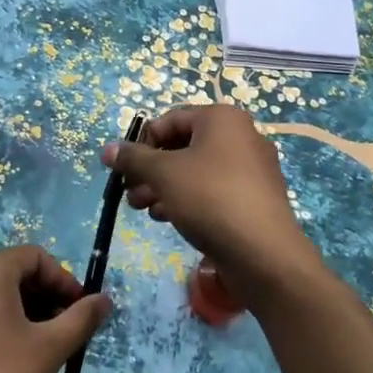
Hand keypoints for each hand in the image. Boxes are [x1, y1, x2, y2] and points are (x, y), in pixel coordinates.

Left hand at [0, 245, 111, 372]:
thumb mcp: (48, 349)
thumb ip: (81, 319)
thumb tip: (105, 300)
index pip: (36, 257)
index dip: (64, 281)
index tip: (82, 313)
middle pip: (16, 272)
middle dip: (48, 298)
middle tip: (69, 333)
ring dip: (29, 312)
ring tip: (48, 349)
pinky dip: (4, 324)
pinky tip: (17, 358)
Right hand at [104, 105, 326, 313]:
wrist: (264, 254)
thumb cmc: (210, 198)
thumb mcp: (163, 174)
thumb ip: (133, 159)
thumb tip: (108, 149)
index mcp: (222, 119)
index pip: (170, 119)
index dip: (141, 142)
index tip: (123, 169)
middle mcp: (240, 136)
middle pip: (182, 145)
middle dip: (150, 169)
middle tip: (128, 193)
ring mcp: (251, 168)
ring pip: (196, 170)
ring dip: (163, 186)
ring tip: (142, 209)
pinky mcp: (253, 198)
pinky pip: (213, 189)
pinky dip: (187, 198)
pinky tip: (168, 218)